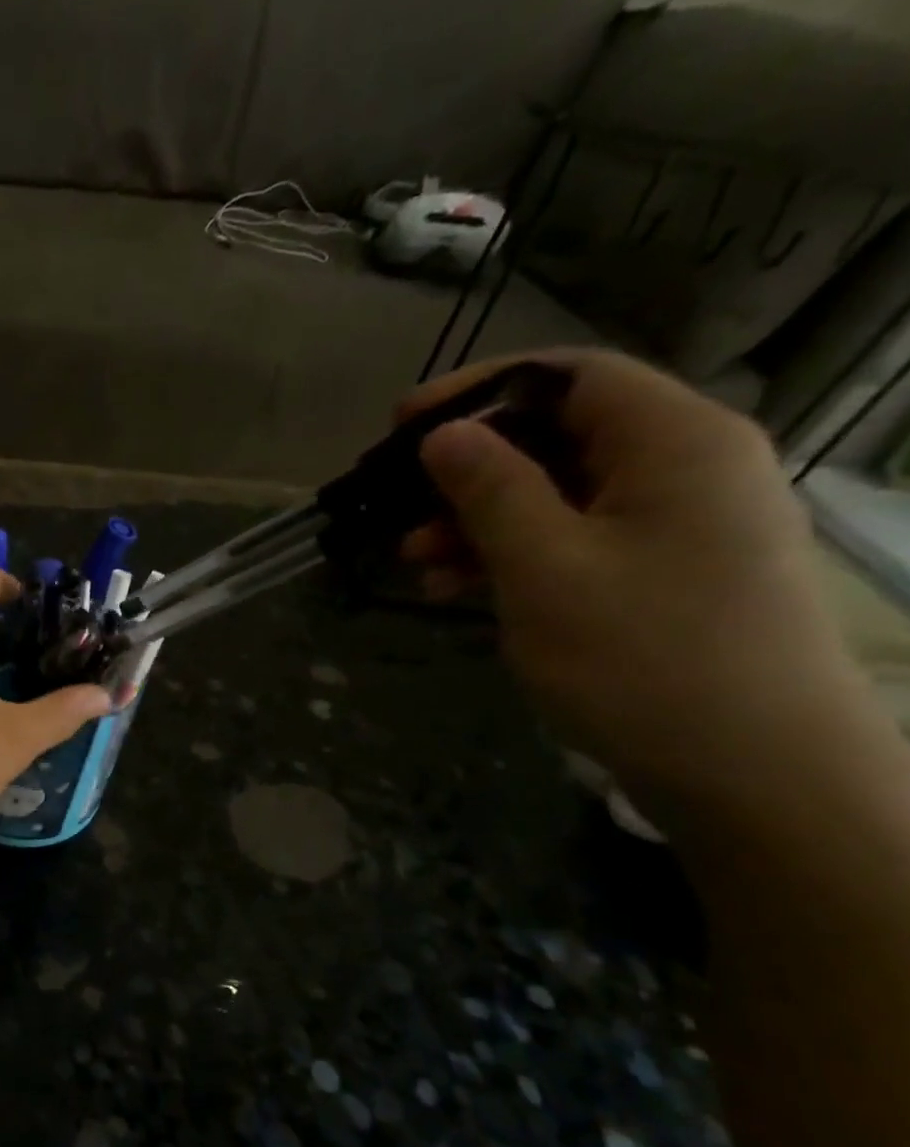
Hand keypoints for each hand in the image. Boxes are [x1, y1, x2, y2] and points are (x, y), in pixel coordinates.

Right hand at [402, 348, 872, 822]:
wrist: (750, 769)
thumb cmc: (640, 656)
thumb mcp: (545, 568)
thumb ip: (491, 491)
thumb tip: (444, 434)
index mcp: (675, 442)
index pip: (569, 377)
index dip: (479, 390)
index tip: (400, 425)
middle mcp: (686, 467)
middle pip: (559, 436)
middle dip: (468, 468)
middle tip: (395, 503)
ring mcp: (675, 525)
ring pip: (557, 495)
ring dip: (477, 520)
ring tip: (413, 559)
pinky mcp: (659, 574)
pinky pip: (572, 541)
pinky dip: (508, 556)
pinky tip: (453, 588)